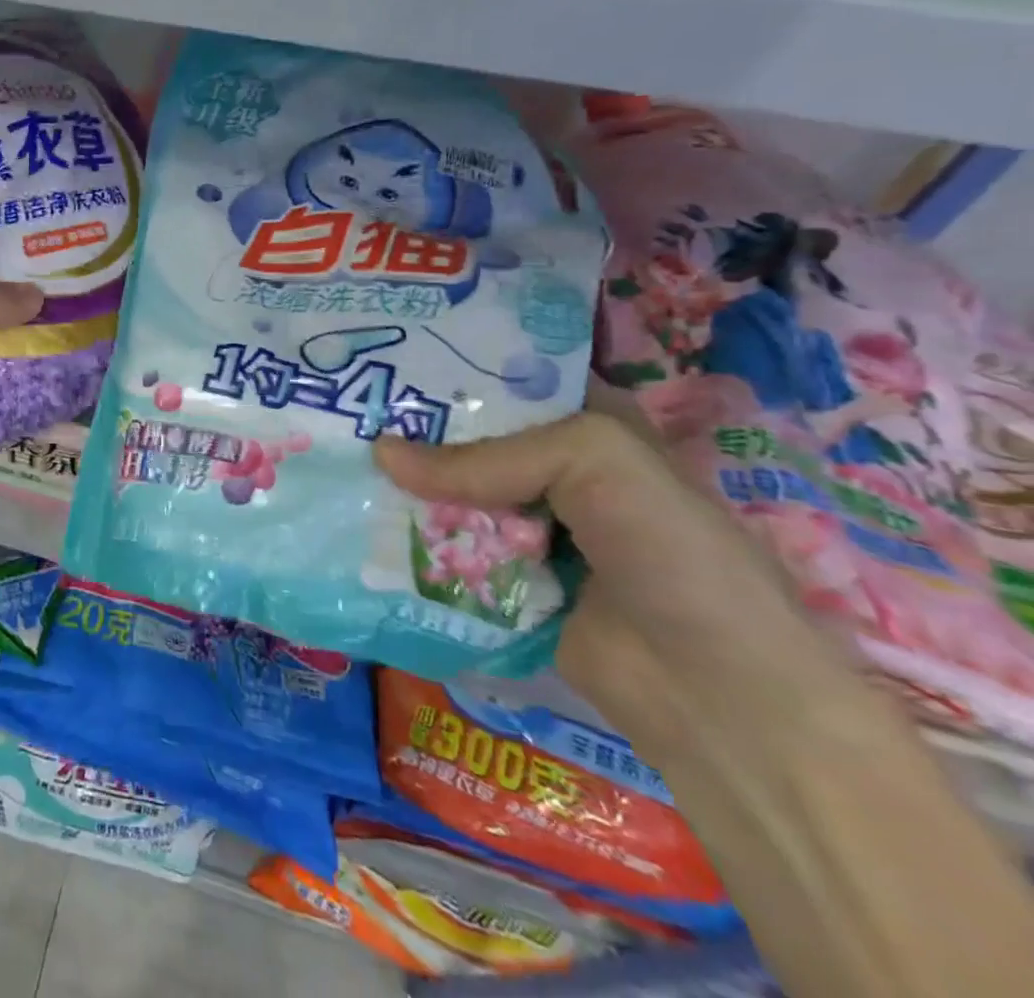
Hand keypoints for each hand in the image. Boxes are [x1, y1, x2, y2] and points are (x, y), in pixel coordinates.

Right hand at [374, 381, 854, 762]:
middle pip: (467, 434)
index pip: (512, 376)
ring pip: (448, 490)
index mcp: (585, 425)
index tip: (390, 350)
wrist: (714, 696)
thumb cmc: (670, 553)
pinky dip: (406, 534)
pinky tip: (358, 514)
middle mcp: (550, 470)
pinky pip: (442, 545)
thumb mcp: (595, 463)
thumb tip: (379, 454)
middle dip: (414, 421)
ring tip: (332, 452)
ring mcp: (522, 527)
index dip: (456, 359)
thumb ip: (486, 456)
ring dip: (402, 481)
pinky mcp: (498, 578)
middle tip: (347, 402)